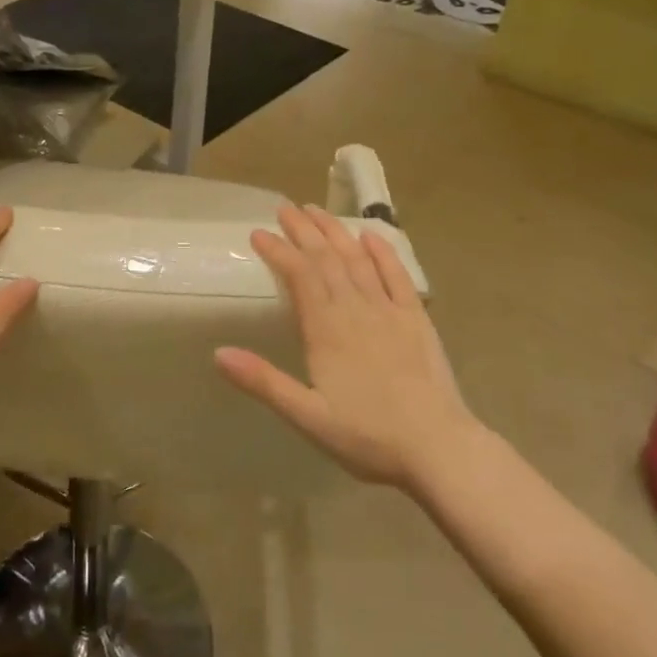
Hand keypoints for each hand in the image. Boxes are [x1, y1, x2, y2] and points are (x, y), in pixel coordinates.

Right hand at [215, 203, 476, 491]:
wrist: (439, 448)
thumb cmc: (367, 436)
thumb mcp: (307, 416)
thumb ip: (264, 382)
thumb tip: (218, 353)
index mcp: (327, 330)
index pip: (299, 275)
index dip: (278, 250)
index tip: (258, 232)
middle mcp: (356, 310)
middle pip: (327, 259)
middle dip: (304, 230)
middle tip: (285, 207)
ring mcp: (389, 311)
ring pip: (357, 260)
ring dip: (336, 232)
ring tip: (317, 210)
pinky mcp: (416, 320)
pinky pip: (397, 276)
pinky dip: (383, 253)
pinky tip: (371, 236)